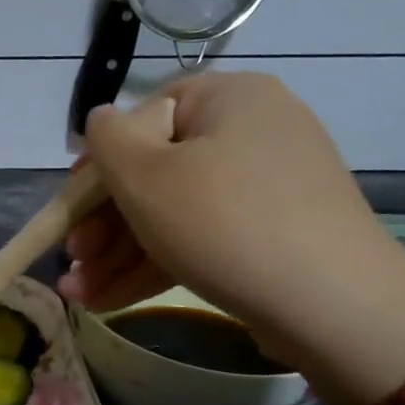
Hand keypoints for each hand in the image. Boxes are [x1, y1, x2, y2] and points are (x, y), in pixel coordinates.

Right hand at [58, 72, 404, 366]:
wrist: (334, 304)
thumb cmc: (223, 223)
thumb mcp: (145, 174)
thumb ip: (107, 138)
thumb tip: (102, 121)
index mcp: (227, 99)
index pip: (143, 119)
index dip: (98, 166)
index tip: (70, 211)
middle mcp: (251, 132)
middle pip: (154, 174)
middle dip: (101, 226)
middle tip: (72, 263)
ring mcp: (266, 186)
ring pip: (172, 214)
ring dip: (118, 255)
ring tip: (78, 295)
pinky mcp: (272, 233)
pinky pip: (200, 238)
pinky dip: (155, 265)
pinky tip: (109, 300)